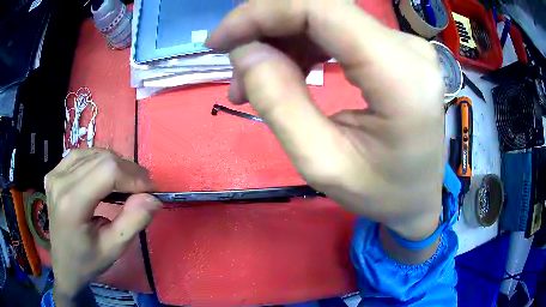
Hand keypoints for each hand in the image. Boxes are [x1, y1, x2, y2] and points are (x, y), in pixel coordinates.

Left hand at [45, 149, 160, 303]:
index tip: (152, 190)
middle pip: (102, 159)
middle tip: (143, 188)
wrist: (63, 263)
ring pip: (93, 153)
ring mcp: (55, 174)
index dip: (133, 176)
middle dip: (128, 170)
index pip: (107, 172)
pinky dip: (99, 161)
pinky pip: (82, 155)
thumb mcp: (114, 249)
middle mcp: (60, 182)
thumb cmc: (88, 261)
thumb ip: (133, 221)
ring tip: (127, 182)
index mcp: (72, 204)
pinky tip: (105, 174)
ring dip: (116, 165)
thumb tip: (153, 197)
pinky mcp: (55, 172)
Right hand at [207, 0, 444, 240]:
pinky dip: (301, 45)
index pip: (321, 8)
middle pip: (320, 7)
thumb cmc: (382, 193)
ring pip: (324, 17)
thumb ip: (280, 103)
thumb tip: (245, 51)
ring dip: (280, 40)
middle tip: (235, 69)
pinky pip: (337, 30)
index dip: (260, 13)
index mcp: (401, 75)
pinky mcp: (395, 49)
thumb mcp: (323, 164)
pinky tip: (284, 72)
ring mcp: (404, 44)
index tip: (219, 40)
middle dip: (264, 27)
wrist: (420, 196)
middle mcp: (407, 47)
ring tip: (254, 82)